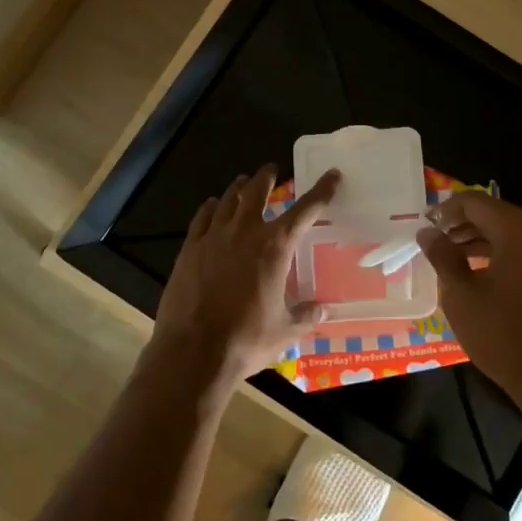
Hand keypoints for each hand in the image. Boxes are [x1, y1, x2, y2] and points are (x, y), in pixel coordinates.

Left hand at [152, 166, 340, 387]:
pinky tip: (211, 206)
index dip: (321, 191)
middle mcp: (245, 232)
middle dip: (267, 177)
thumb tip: (323, 309)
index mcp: (275, 247)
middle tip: (272, 169)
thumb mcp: (285, 331)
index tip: (332, 175)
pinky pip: (202, 218)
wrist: (194, 351)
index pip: (305, 210)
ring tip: (243, 182)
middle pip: (257, 191)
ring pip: (228, 200)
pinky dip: (210, 208)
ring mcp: (214, 237)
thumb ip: (306, 315)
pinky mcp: (189, 249)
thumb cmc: (246, 340)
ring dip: (239, 188)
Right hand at [416, 192, 521, 415]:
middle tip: (435, 242)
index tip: (425, 226)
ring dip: (480, 242)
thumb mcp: (462, 294)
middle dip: (462, 226)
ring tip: (452, 259)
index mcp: (518, 229)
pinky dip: (501, 256)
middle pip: (495, 215)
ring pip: (511, 235)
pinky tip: (480, 276)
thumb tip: (427, 232)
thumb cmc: (503, 334)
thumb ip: (443, 256)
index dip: (446, 210)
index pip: (474, 202)